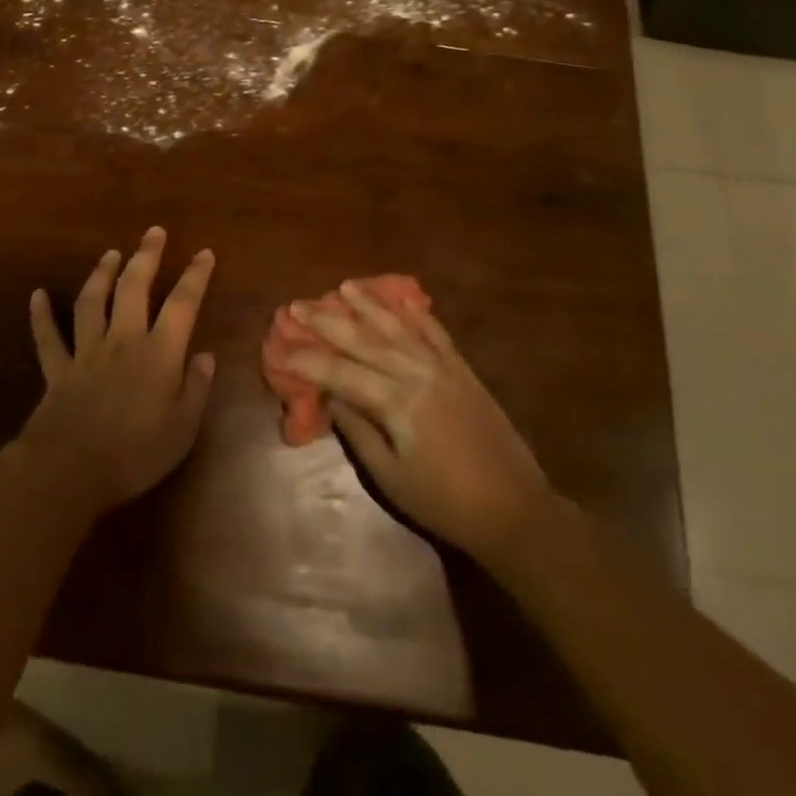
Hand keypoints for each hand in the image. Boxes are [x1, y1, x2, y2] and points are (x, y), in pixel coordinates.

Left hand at [17, 227, 216, 516]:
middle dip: (146, 256)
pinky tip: (37, 295)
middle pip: (134, 287)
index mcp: (158, 353)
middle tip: (154, 232)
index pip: (182, 303)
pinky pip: (47, 337)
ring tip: (111, 253)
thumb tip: (206, 355)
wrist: (71, 471)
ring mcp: (86, 351)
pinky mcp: (58, 369)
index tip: (204, 253)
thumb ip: (196, 388)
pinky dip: (41, 315)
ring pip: (93, 301)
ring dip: (102, 274)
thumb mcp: (183, 428)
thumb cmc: (136, 453)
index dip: (195, 276)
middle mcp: (123, 340)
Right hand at [269, 282, 553, 564]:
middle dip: (327, 320)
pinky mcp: (462, 369)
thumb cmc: (444, 503)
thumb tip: (331, 396)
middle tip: (297, 304)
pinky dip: (415, 312)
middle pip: (364, 339)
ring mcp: (443, 366)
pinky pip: (435, 331)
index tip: (281, 349)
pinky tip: (400, 299)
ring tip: (343, 286)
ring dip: (368, 304)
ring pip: (397, 326)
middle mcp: (417, 373)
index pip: (341, 372)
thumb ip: (358, 431)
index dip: (308, 361)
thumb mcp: (390, 478)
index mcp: (397, 403)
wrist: (514, 509)